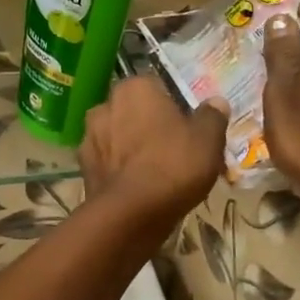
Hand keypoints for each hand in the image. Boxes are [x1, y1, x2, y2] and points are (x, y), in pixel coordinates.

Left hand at [81, 78, 227, 228]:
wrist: (131, 213)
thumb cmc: (173, 165)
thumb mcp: (208, 140)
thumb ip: (212, 116)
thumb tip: (216, 101)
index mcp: (135, 88)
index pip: (157, 86)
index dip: (173, 105)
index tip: (187, 125)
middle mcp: (106, 104)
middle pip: (133, 110)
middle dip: (148, 124)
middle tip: (172, 147)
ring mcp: (90, 136)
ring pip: (117, 135)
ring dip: (130, 146)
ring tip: (154, 170)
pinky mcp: (83, 166)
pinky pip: (107, 161)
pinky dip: (118, 169)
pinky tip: (136, 185)